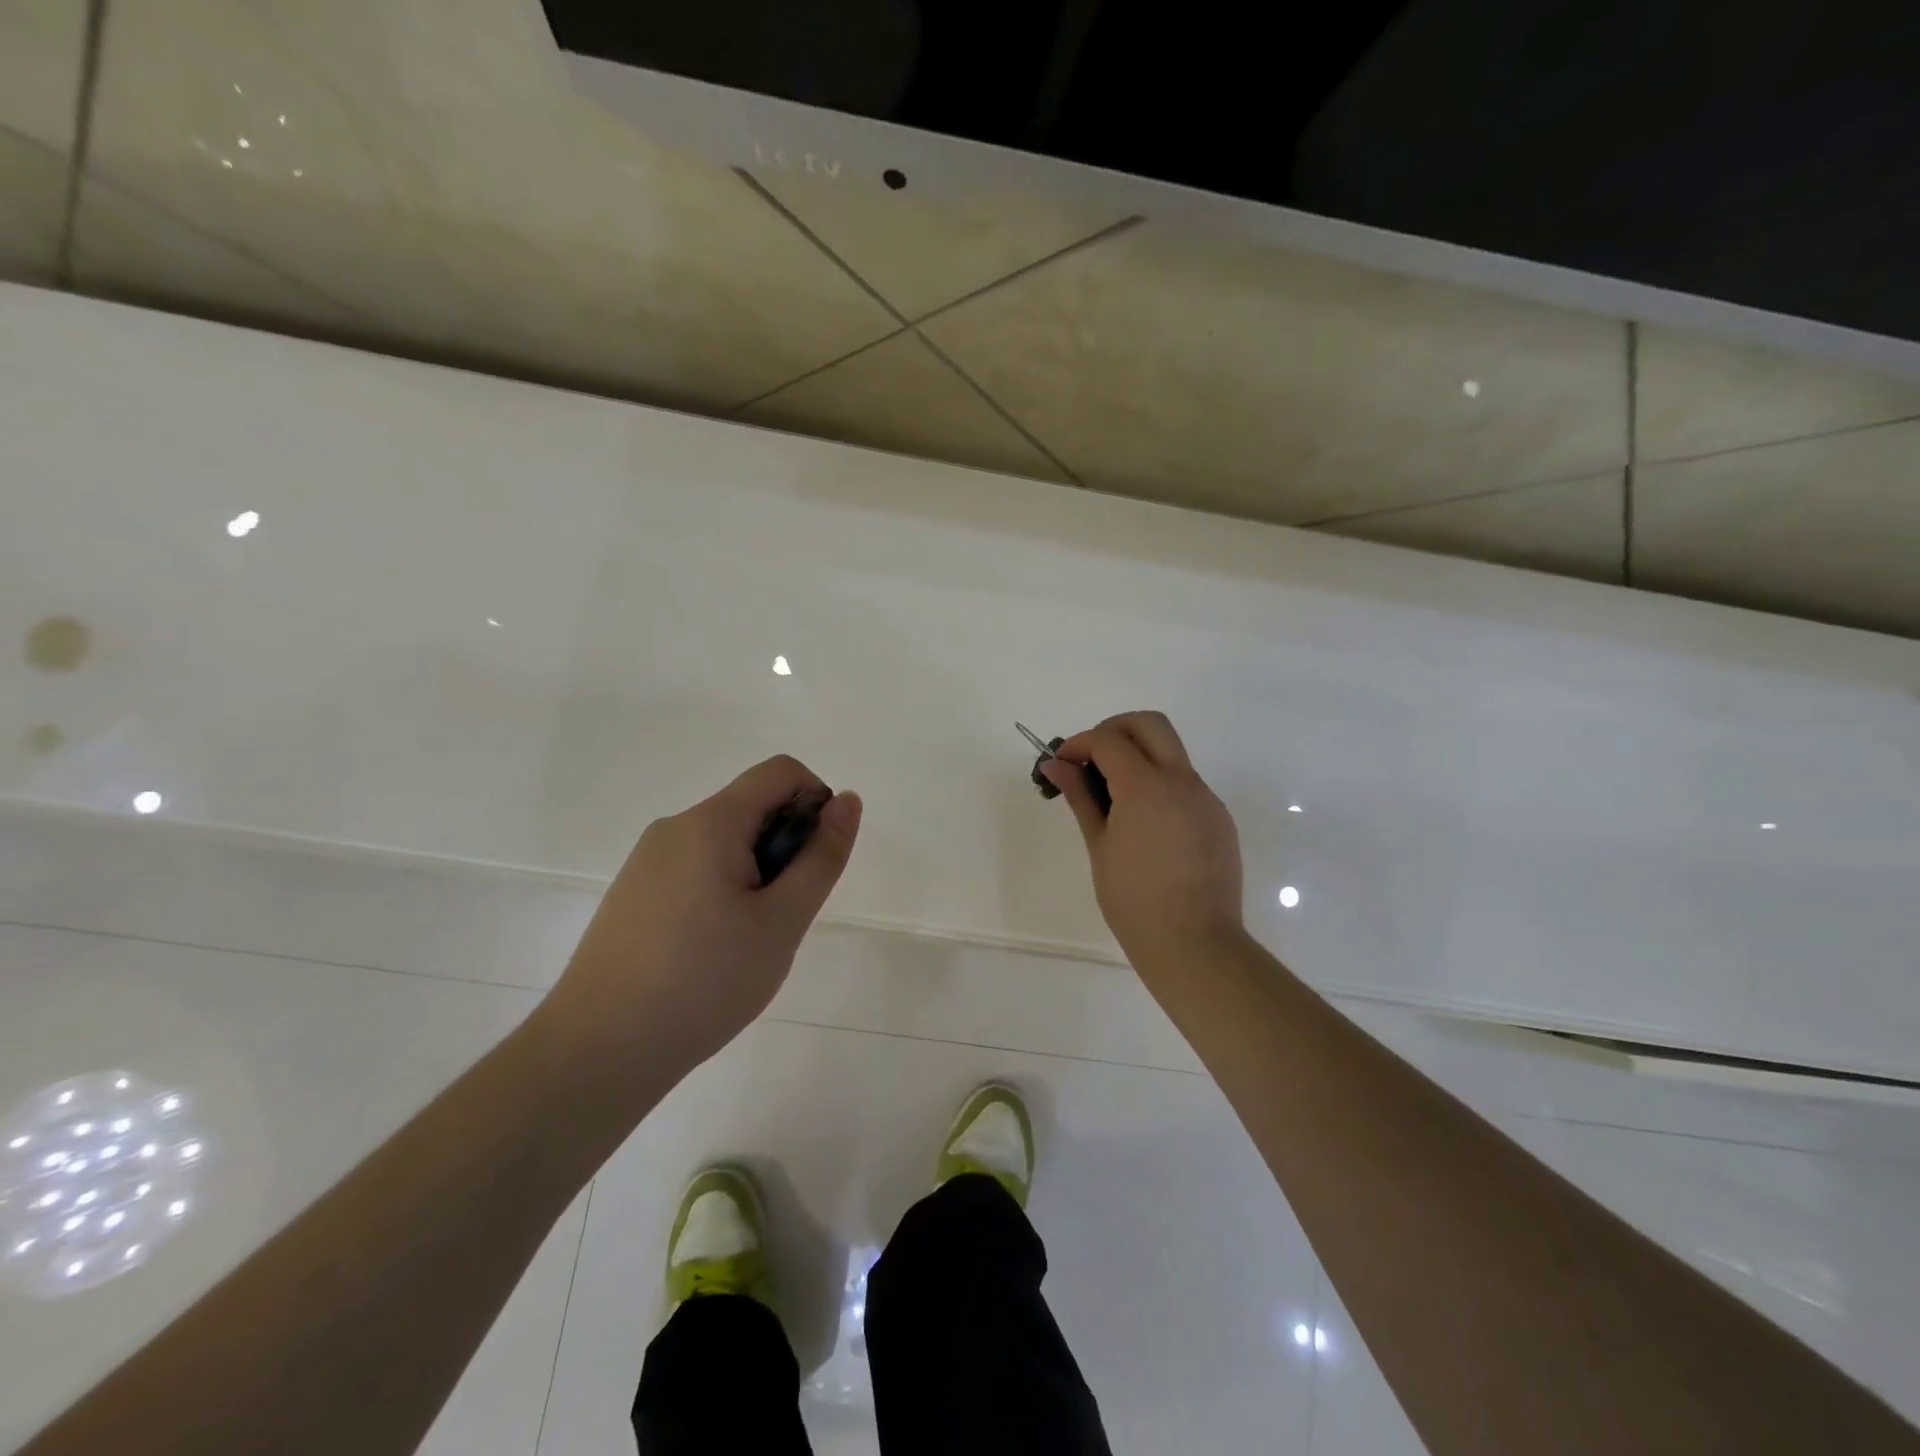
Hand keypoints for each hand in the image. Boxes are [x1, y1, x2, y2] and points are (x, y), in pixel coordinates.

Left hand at [542, 756, 861, 1087]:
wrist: (597, 1051)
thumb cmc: (704, 982)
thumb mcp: (782, 922)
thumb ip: (820, 858)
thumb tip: (847, 800)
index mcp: (710, 823)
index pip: (781, 772)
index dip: (817, 802)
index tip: (816, 863)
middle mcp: (674, 827)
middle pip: (752, 808)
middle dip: (785, 848)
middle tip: (782, 917)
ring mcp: (647, 861)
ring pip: (725, 843)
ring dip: (756, 874)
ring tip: (747, 942)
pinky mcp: (633, 893)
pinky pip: (696, 869)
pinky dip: (723, 891)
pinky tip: (711, 951)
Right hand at [1043, 711, 1245, 976]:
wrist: (1194, 944)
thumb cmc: (1133, 899)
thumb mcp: (1099, 845)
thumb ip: (1080, 797)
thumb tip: (1056, 765)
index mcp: (1146, 786)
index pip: (1108, 739)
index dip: (1079, 744)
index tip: (1061, 765)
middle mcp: (1182, 781)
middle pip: (1149, 724)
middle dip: (1114, 730)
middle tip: (1091, 760)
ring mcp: (1205, 798)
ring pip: (1170, 752)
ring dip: (1138, 757)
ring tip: (1112, 797)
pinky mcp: (1218, 818)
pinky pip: (1185, 784)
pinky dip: (1159, 785)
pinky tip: (1144, 824)